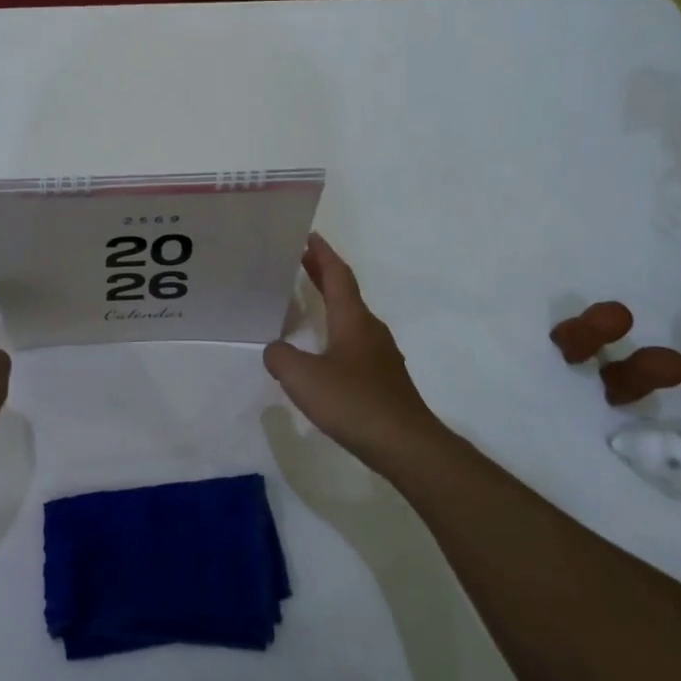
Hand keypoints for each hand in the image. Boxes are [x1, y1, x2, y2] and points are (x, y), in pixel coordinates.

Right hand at [263, 234, 449, 473]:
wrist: (406, 445)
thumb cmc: (354, 403)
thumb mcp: (303, 378)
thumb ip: (281, 358)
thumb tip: (274, 349)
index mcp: (353, 319)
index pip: (337, 275)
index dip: (322, 254)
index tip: (308, 235)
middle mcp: (370, 329)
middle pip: (345, 292)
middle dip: (322, 273)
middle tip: (300, 259)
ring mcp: (380, 355)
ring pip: (351, 317)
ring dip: (329, 302)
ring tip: (306, 300)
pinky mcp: (382, 378)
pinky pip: (354, 341)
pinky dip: (335, 330)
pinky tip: (323, 350)